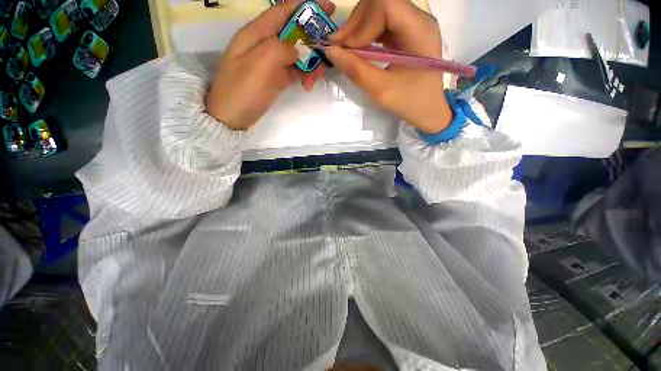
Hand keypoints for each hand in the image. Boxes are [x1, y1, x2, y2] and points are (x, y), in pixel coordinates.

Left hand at [206, 0, 335, 130]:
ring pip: (297, 54)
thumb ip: (281, 48)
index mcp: (256, 34)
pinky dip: (304, 75)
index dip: (306, 7)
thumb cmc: (242, 91)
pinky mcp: (274, 78)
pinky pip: (294, 70)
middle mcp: (264, 44)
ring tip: (315, 79)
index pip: (284, 11)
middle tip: (326, 56)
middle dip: (313, 42)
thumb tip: (296, 49)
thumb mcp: (260, 64)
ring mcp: (270, 63)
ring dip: (310, 63)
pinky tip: (308, 84)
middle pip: (294, 34)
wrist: (230, 118)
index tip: (328, 8)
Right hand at [325, 0, 451, 133]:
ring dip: (358, 29)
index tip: (345, 48)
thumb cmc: (409, 103)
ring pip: (378, 11)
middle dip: (355, 24)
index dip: (360, 23)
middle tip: (339, 48)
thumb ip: (356, 70)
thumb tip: (331, 51)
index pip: (385, 4)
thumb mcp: (381, 90)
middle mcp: (419, 19)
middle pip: (380, 3)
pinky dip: (365, 35)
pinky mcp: (406, 32)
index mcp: (419, 30)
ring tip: (345, 50)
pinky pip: (381, 24)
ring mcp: (413, 24)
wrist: (428, 110)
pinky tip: (357, 50)